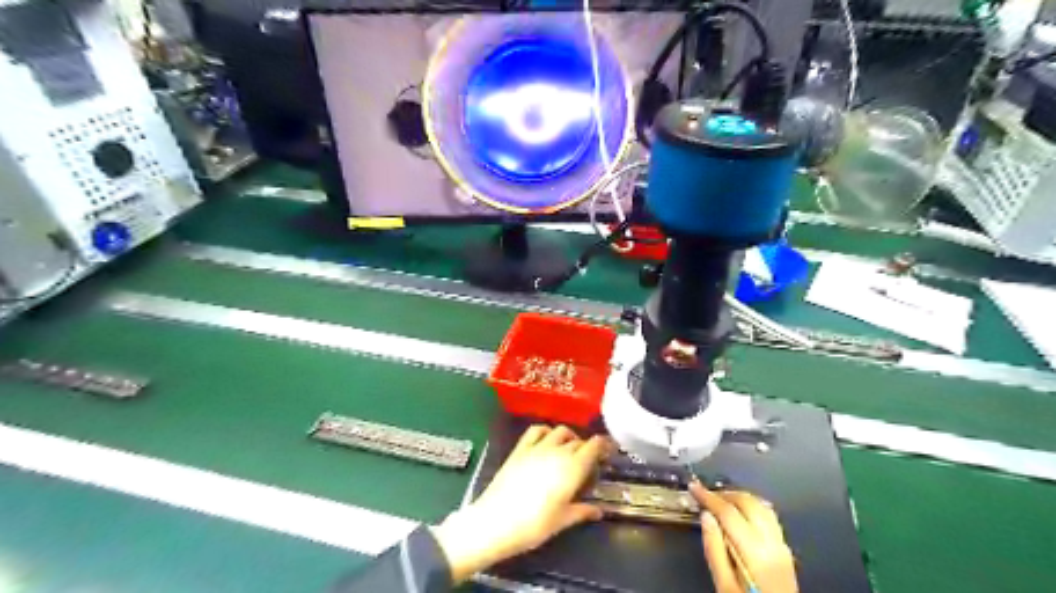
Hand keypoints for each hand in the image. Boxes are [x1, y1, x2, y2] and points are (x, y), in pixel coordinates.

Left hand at [434, 426, 605, 583]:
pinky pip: (536, 430)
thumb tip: (598, 511)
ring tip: (569, 450)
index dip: (603, 445)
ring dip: (569, 437)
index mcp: (573, 468)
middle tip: (589, 463)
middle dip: (587, 448)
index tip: (608, 451)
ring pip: (560, 431)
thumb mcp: (562, 521)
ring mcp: (537, 447)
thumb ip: (582, 511)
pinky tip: (547, 440)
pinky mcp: (520, 448)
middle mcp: (557, 452)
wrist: (495, 522)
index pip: (594, 446)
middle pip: (578, 441)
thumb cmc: (533, 526)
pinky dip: (546, 431)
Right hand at [691, 483, 796, 591]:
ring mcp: (782, 546)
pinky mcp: (786, 551)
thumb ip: (714, 550)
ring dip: (740, 498)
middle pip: (748, 503)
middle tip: (706, 494)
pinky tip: (742, 512)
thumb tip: (706, 516)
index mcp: (754, 552)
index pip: (729, 512)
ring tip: (721, 500)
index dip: (708, 497)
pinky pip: (770, 517)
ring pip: (762, 506)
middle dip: (725, 494)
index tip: (693, 487)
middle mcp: (772, 543)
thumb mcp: (724, 585)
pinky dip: (753, 507)